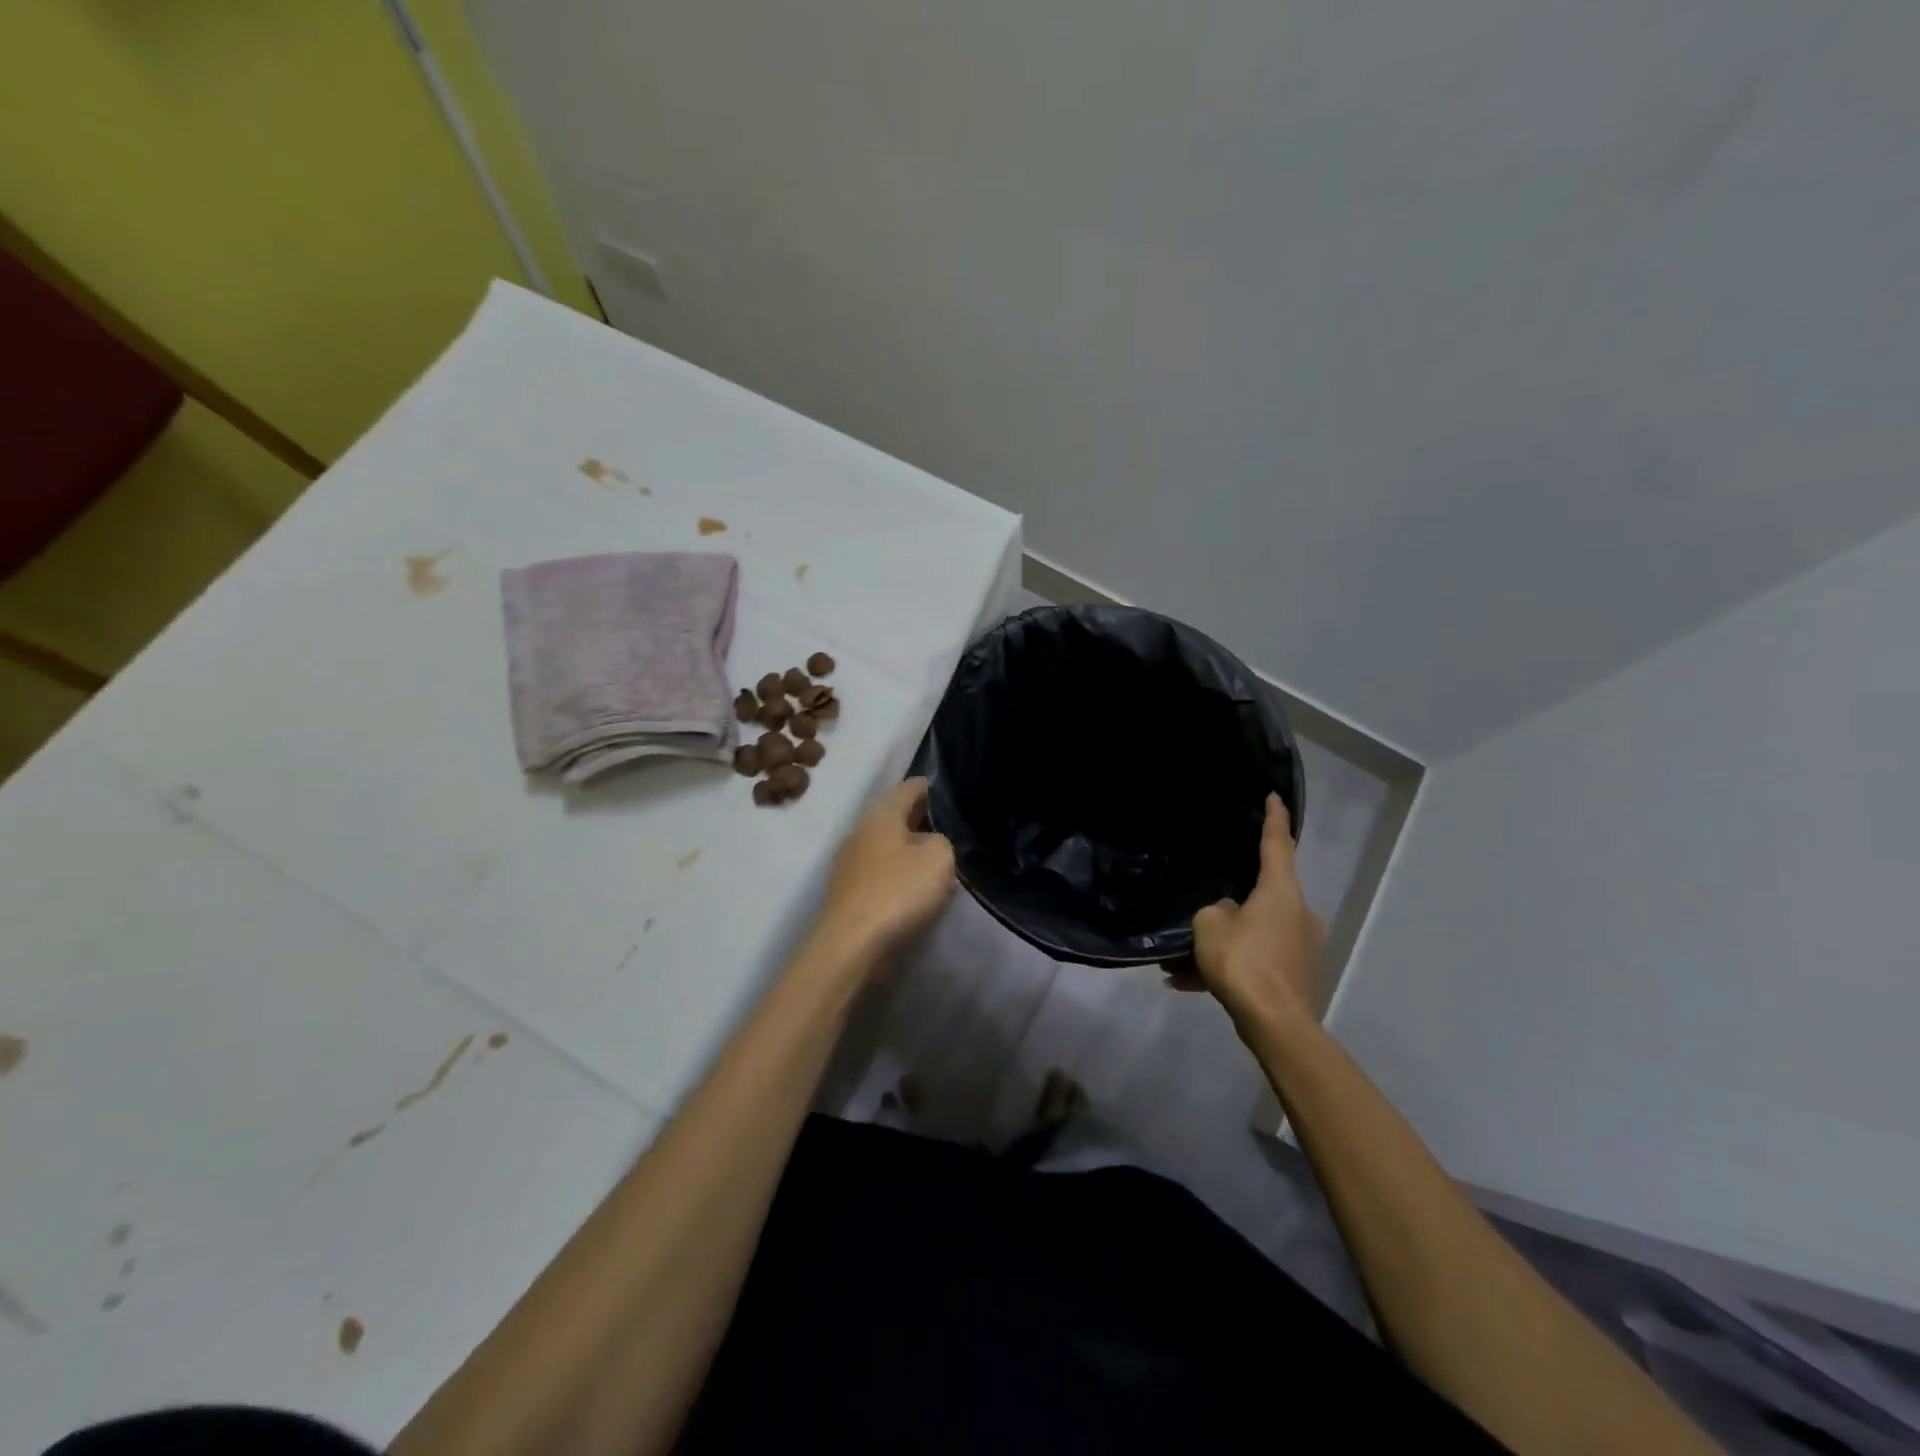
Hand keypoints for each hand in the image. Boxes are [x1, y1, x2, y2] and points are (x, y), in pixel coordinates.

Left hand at [810, 778, 955, 963]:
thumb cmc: (897, 890)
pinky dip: (903, 878)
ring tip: (945, 864)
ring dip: (915, 853)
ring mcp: (852, 864)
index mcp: (880, 813)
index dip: (935, 788)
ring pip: (892, 848)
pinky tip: (922, 892)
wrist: (851, 946)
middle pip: (899, 818)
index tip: (958, 794)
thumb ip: (943, 841)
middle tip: (957, 832)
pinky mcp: (852, 893)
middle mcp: (861, 831)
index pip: (911, 787)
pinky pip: (885, 875)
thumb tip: (933, 845)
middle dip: (927, 822)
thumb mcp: (938, 856)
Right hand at [1172, 793, 1324, 1030]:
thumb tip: (1228, 915)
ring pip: (1255, 932)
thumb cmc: (1243, 960)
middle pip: (1263, 894)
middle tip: (1204, 908)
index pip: (1278, 843)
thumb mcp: (1210, 924)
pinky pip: (1256, 960)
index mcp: (1282, 891)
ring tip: (1183, 962)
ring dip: (1224, 942)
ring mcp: (1301, 946)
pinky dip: (1230, 966)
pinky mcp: (1296, 975)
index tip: (1274, 795)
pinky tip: (1190, 984)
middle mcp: (1299, 912)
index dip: (1274, 818)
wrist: (1275, 1023)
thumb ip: (1216, 910)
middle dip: (1232, 902)